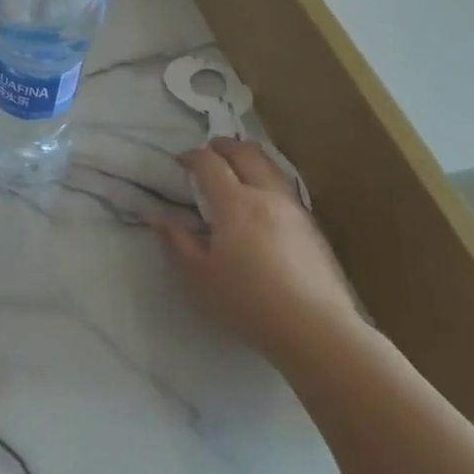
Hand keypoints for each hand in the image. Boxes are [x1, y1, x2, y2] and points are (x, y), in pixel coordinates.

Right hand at [156, 139, 361, 358]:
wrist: (315, 328)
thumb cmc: (247, 301)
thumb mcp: (199, 275)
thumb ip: (177, 241)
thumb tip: (157, 217)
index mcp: (235, 203)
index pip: (210, 163)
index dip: (193, 156)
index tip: (181, 162)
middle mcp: (266, 195)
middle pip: (246, 152)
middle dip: (224, 146)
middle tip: (209, 153)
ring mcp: (294, 209)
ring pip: (271, 166)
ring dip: (249, 159)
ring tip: (236, 170)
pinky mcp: (312, 227)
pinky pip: (285, 188)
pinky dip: (267, 180)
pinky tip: (262, 202)